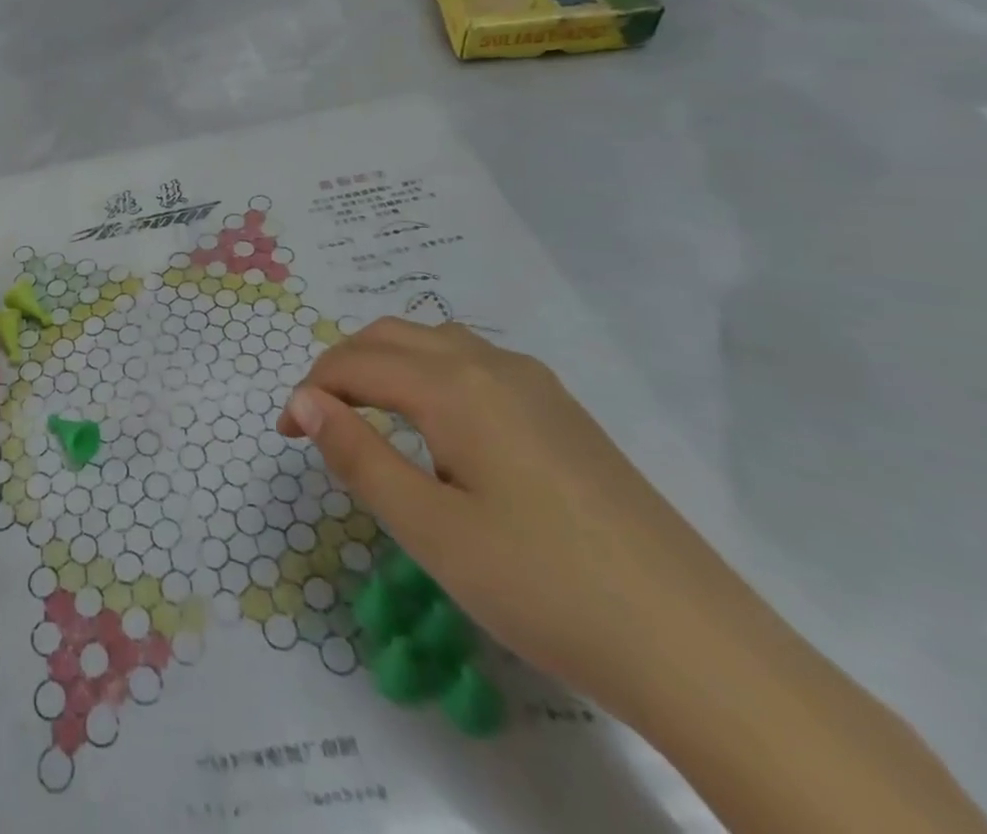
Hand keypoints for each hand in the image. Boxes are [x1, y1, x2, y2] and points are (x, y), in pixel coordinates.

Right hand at [279, 317, 758, 723]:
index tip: (287, 435)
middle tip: (318, 420)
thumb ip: (358, 455)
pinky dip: (429, 374)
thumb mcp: (430, 530)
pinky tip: (439, 427)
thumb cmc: (544, 587)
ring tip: (367, 416)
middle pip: (391, 335)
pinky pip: (475, 365)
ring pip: (435, 343)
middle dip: (341, 366)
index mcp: (454, 386)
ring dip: (386, 364)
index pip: (355, 364)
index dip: (310, 392)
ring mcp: (537, 385)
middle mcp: (492, 365)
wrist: (700, 650)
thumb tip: (305, 401)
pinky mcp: (565, 413)